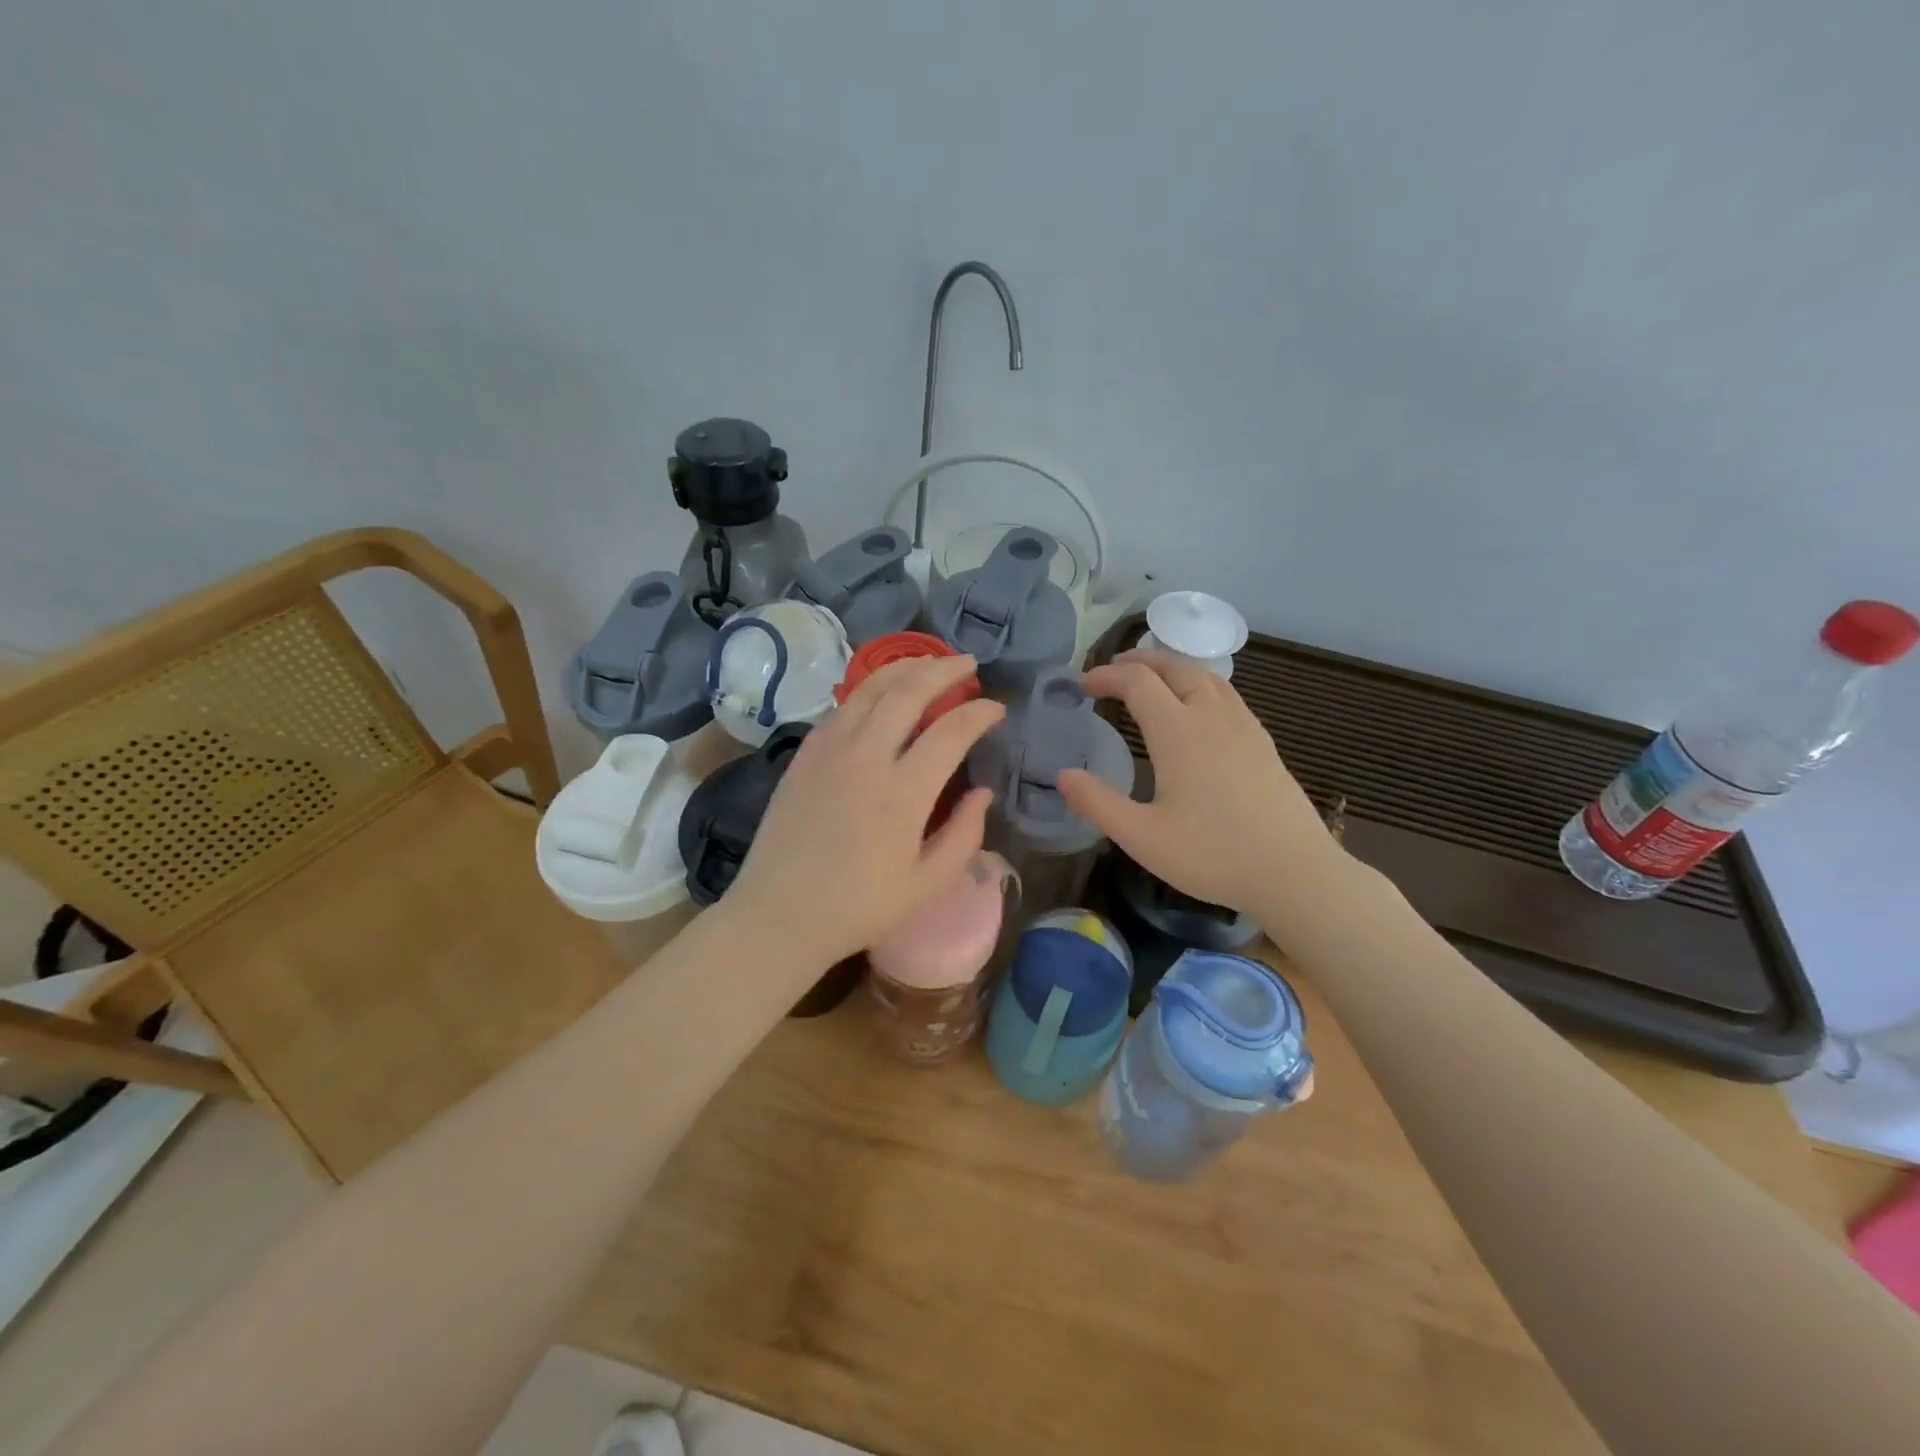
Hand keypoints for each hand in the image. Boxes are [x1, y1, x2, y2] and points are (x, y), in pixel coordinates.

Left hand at [726, 656, 1004, 965]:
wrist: (778, 915)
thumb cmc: (858, 908)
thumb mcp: (925, 885)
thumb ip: (964, 836)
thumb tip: (983, 793)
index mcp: (902, 793)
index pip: (951, 731)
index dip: (979, 713)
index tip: (996, 708)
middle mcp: (866, 757)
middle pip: (909, 691)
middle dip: (944, 670)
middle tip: (968, 664)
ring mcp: (829, 751)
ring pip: (870, 689)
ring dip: (904, 668)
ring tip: (929, 663)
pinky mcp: (804, 755)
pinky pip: (841, 707)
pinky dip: (868, 690)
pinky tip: (881, 693)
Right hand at [1056, 649, 1340, 915]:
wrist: (1295, 872)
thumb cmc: (1213, 855)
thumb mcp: (1142, 837)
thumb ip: (1097, 803)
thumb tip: (1062, 776)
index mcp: (1179, 732)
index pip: (1137, 682)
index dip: (1106, 676)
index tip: (1082, 686)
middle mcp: (1212, 717)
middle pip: (1175, 667)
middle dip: (1139, 661)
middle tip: (1112, 670)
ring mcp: (1244, 727)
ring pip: (1206, 676)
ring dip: (1172, 667)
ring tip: (1151, 678)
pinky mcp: (1263, 743)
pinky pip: (1227, 694)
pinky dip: (1200, 684)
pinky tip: (1198, 708)